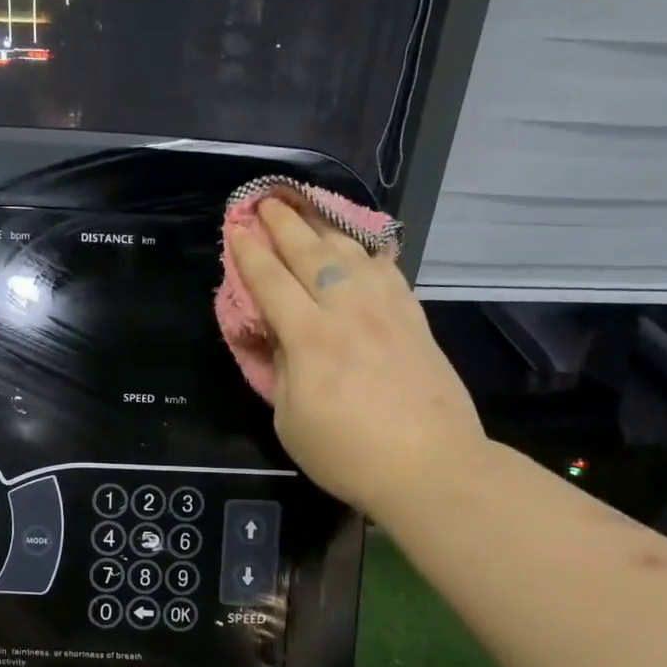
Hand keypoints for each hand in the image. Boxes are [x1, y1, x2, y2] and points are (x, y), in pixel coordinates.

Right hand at [229, 197, 485, 516]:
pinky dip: (368, 252)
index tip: (237, 228)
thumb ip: (281, 371)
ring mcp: (386, 310)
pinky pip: (388, 271)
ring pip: (351, 253)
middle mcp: (347, 310)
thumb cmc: (347, 453)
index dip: (250, 252)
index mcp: (309, 337)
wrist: (430, 466)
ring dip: (325, 227)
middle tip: (267, 201)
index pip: (271, 281)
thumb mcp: (290, 420)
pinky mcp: (414, 318)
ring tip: (309, 211)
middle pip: (310, 253)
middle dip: (284, 224)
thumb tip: (280, 338)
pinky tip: (361, 247)